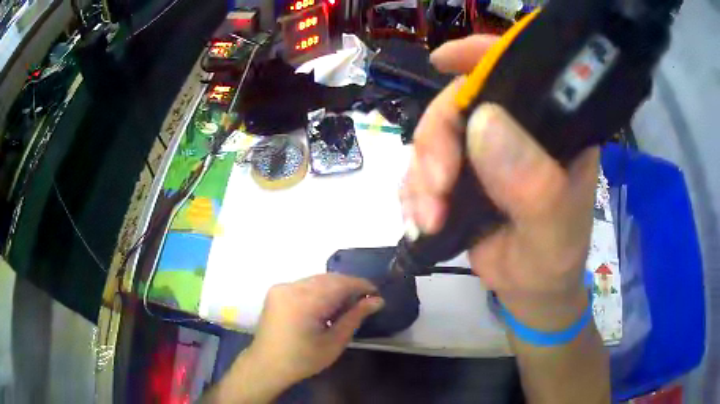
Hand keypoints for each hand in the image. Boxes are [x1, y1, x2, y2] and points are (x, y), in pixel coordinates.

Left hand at [246, 274, 383, 392]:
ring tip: (347, 302)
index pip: (340, 284)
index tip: (376, 293)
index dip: (361, 285)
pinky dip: (319, 289)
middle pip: (328, 278)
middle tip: (365, 299)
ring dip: (334, 287)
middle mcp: (292, 287)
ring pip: (316, 279)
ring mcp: (281, 287)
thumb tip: (377, 300)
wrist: (266, 364)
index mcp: (305, 302)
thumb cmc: (303, 360)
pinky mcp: (276, 291)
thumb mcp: (334, 342)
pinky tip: (326, 303)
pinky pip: (304, 284)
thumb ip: (355, 317)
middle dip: (348, 285)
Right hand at [401, 35, 598, 329]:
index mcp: (552, 126)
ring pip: (433, 136)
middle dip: (436, 142)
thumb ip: (532, 184)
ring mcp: (485, 150)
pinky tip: (421, 220)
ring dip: (421, 176)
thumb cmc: (554, 260)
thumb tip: (483, 123)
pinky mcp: (461, 174)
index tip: (442, 61)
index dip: (478, 56)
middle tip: (436, 189)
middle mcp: (517, 129)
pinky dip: (413, 192)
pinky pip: (421, 167)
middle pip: (459, 103)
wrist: (531, 291)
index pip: (517, 70)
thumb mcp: (553, 230)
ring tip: (429, 219)